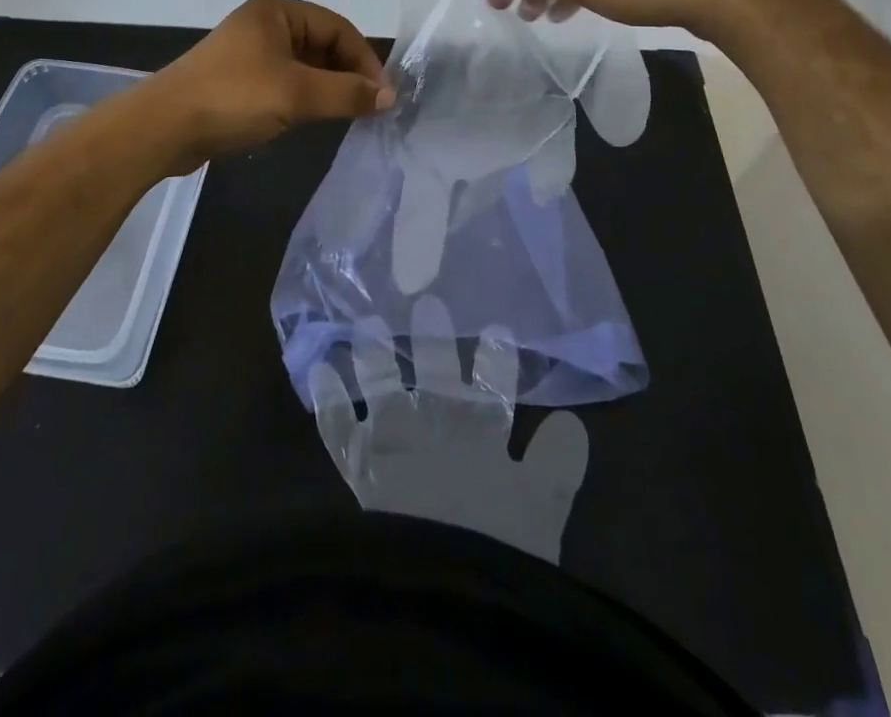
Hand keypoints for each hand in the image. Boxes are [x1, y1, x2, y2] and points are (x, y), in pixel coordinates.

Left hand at [144, 0, 393, 172]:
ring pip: (305, 65)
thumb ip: (348, 93)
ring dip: (328, 87)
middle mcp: (264, 23)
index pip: (338, 28)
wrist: (163, 127)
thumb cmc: (234, 98)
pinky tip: (313, 118)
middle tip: (368, 107)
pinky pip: (285, 81)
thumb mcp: (298, 94)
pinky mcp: (238, 79)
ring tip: (347, 114)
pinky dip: (305, 96)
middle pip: (322, 44)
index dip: (365, 59)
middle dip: (348, 73)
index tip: (383, 95)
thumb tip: (389, 97)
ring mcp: (249, 52)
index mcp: (277, 11)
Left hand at [310, 297, 589, 564]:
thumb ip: (556, 466)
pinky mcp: (359, 466)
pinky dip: (329, 400)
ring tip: (367, 325)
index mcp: (482, 441)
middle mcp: (436, 431)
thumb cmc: (496, 551)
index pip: (493, 392)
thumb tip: (571, 422)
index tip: (497, 330)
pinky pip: (337, 427)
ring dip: (378, 358)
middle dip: (436, 343)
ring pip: (385, 389)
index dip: (496, 363)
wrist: (439, 584)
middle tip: (430, 305)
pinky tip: (319, 370)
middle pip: (437, 380)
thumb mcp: (540, 514)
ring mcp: (394, 444)